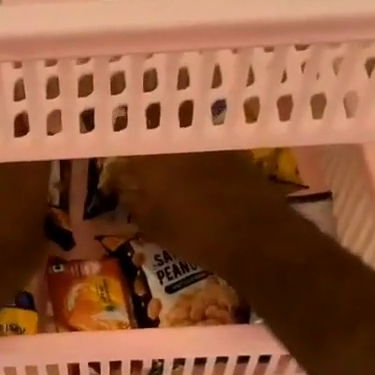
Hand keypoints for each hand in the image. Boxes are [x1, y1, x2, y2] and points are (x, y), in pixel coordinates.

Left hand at [0, 161, 51, 306]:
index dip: (45, 154)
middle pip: (9, 148)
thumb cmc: (7, 265)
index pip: (42, 149)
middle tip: (24, 175)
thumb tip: (37, 213)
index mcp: (28, 171)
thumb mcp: (40, 244)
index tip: (49, 163)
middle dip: (17, 158)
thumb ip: (41, 218)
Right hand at [105, 153, 294, 279]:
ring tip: (173, 176)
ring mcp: (209, 145)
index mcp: (152, 158)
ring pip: (184, 143)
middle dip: (149, 151)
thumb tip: (125, 191)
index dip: (123, 157)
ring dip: (176, 155)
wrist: (256, 236)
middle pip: (157, 139)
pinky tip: (202, 181)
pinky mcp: (235, 152)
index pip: (127, 147)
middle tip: (145, 170)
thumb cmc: (195, 234)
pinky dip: (202, 163)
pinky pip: (208, 152)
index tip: (119, 169)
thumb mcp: (154, 227)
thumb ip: (134, 204)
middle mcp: (178, 143)